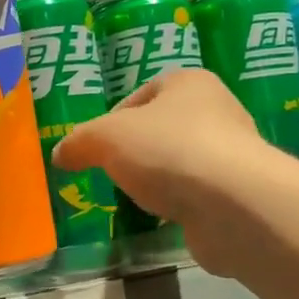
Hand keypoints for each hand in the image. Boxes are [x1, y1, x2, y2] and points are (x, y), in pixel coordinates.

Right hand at [53, 68, 270, 271]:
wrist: (234, 205)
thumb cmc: (167, 151)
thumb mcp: (106, 138)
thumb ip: (79, 143)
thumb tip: (60, 154)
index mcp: (189, 82)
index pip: (143, 93)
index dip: (114, 118)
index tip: (96, 146)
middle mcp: (218, 110)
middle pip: (162, 128)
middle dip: (136, 150)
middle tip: (112, 172)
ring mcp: (232, 154)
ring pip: (180, 162)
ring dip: (159, 179)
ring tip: (136, 198)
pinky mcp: (239, 194)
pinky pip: (197, 194)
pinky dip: (179, 204)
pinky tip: (164, 216)